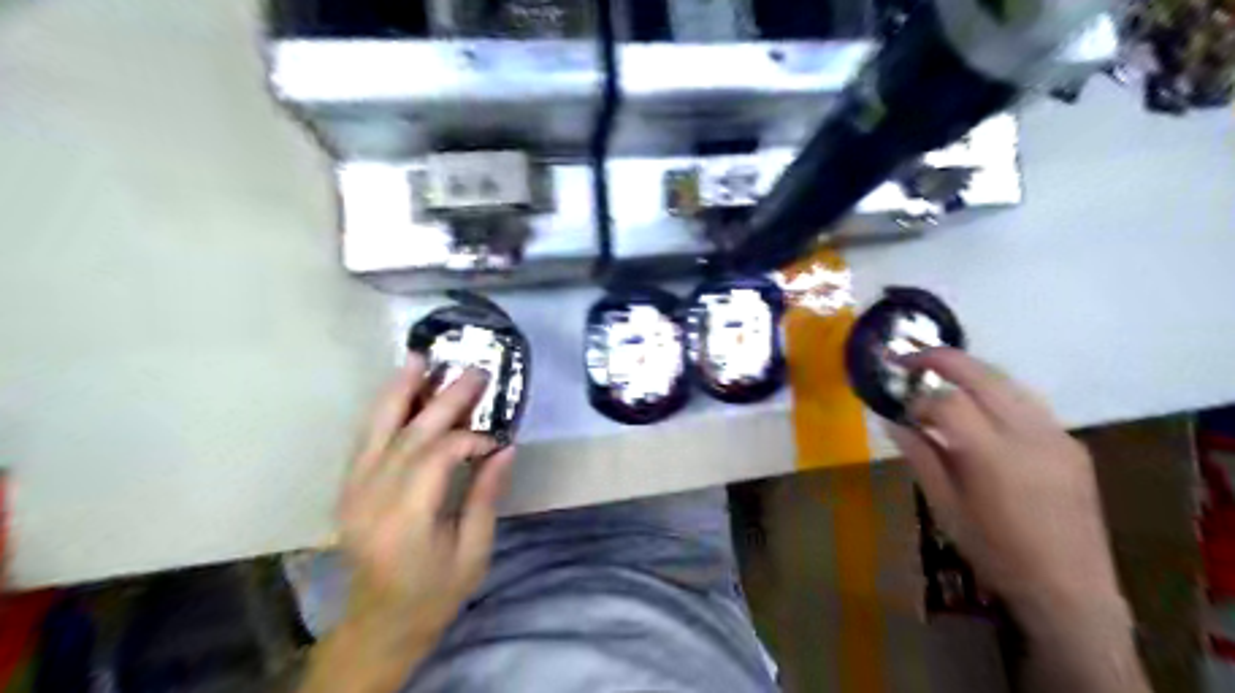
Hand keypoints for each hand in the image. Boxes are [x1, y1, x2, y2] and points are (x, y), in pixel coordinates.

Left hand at [304, 357, 516, 692]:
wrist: (379, 625)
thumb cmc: (434, 594)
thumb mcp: (473, 552)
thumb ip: (486, 496)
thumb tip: (505, 448)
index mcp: (406, 520)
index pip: (437, 458)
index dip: (469, 439)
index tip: (495, 438)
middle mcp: (372, 499)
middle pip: (409, 435)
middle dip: (444, 399)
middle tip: (472, 370)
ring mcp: (353, 492)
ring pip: (376, 430)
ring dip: (399, 392)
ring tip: (418, 359)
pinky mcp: (348, 490)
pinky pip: (365, 441)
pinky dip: (382, 412)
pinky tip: (398, 391)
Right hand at [882, 352, 1125, 627]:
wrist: (1071, 588)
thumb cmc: (996, 552)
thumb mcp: (946, 507)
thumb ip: (920, 457)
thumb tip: (892, 421)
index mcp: (993, 456)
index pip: (947, 402)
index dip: (918, 399)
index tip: (901, 409)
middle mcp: (1029, 434)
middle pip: (982, 375)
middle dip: (941, 359)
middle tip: (910, 358)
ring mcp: (1057, 435)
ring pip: (1008, 382)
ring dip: (970, 372)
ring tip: (941, 377)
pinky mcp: (1071, 444)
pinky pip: (1027, 403)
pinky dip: (996, 394)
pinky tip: (980, 411)